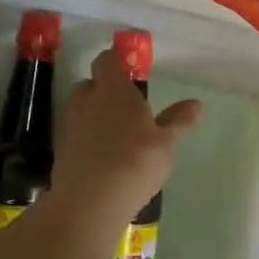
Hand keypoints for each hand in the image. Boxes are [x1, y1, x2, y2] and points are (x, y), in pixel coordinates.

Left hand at [52, 49, 200, 224]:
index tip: (130, 63)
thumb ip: (178, 121)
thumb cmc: (135, 161)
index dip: (118, 57)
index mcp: (113, 89)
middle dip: (105, 88)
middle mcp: (88, 100)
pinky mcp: (62, 149)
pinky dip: (89, 138)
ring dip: (96, 113)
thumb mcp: (166, 143)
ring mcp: (71, 124)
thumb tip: (196, 104)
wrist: (90, 201)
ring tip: (118, 133)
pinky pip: (77, 133)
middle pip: (91, 83)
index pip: (109, 59)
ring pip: (82, 108)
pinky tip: (105, 156)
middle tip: (126, 103)